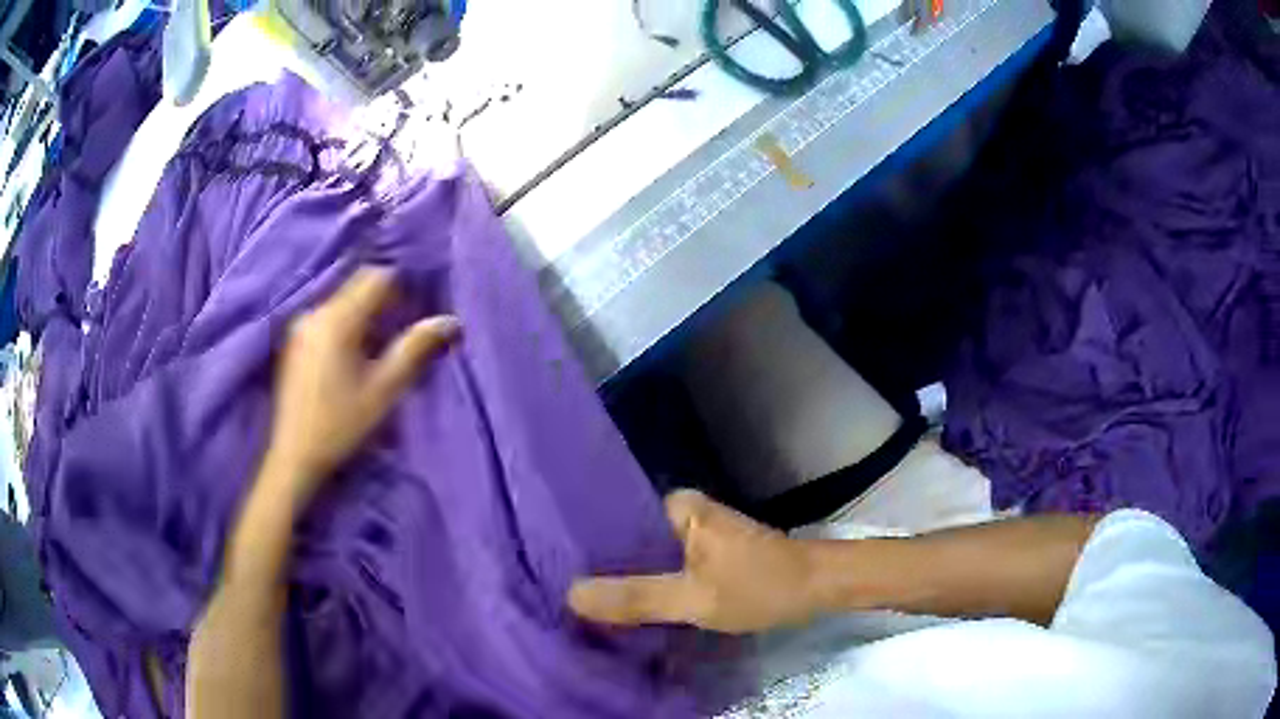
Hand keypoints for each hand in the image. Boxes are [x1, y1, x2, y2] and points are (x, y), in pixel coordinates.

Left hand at [264, 267, 459, 504]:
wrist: (295, 456)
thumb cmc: (341, 424)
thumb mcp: (384, 389)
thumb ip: (415, 348)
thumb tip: (451, 320)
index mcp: (337, 319)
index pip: (376, 277)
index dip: (403, 288)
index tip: (418, 313)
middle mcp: (316, 313)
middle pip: (358, 287)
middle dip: (385, 303)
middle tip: (404, 334)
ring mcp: (301, 327)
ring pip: (343, 303)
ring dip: (366, 316)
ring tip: (382, 350)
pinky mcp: (295, 342)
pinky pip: (329, 318)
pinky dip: (348, 327)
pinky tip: (354, 359)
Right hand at [568, 490, 818, 633]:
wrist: (817, 589)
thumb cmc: (760, 585)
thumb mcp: (694, 598)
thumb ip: (636, 598)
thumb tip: (569, 595)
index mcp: (677, 506)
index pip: (614, 519)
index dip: (585, 547)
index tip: (553, 568)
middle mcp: (683, 513)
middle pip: (629, 541)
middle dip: (603, 567)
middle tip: (564, 592)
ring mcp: (696, 535)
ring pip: (647, 557)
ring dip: (627, 579)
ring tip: (587, 600)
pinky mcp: (707, 555)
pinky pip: (666, 568)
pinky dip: (651, 585)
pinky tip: (630, 605)